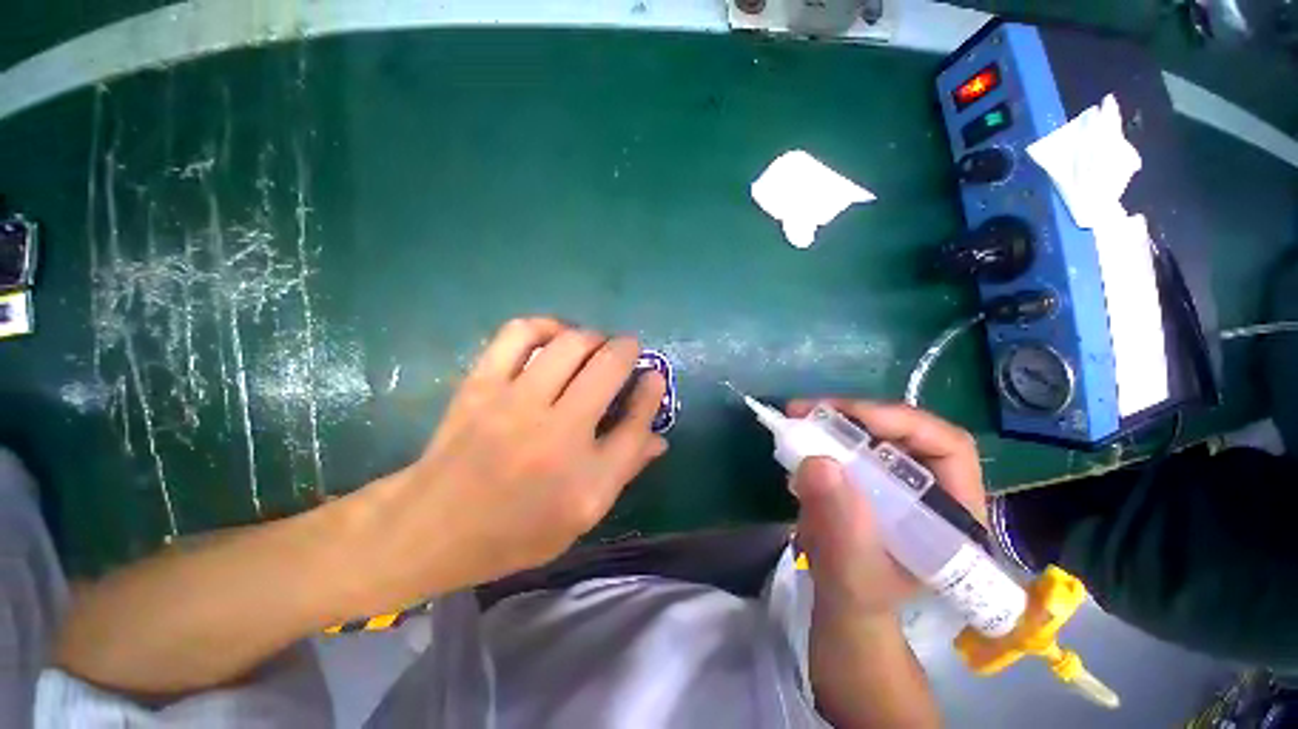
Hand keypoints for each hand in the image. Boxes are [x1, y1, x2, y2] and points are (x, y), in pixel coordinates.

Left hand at [356, 318, 666, 608]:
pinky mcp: (482, 384)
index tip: (654, 375)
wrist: (433, 528)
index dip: (652, 390)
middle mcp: (556, 433)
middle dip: (627, 350)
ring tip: (594, 346)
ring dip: (593, 337)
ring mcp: (515, 403)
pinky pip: (520, 333)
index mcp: (585, 477)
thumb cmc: (516, 531)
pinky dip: (546, 325)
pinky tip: (555, 336)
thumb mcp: (582, 514)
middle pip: (608, 367)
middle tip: (626, 354)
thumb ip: (625, 469)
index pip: (637, 421)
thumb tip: (659, 435)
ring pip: (571, 344)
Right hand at [786, 400, 985, 618]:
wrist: (843, 603)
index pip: (947, 446)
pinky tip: (798, 439)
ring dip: (833, 421)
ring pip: (874, 431)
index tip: (850, 418)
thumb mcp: (852, 571)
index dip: (903, 422)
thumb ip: (840, 525)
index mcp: (953, 512)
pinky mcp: (868, 475)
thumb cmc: (860, 597)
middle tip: (807, 411)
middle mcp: (931, 485)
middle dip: (855, 415)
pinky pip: (849, 442)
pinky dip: (822, 435)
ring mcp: (897, 477)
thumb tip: (817, 462)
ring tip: (796, 418)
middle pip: (905, 430)